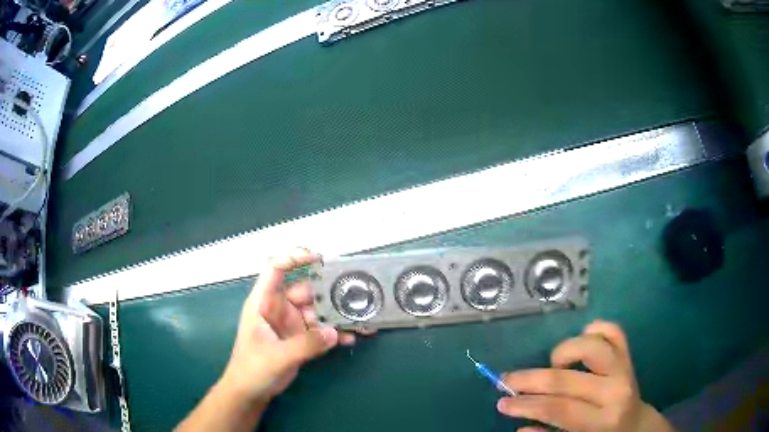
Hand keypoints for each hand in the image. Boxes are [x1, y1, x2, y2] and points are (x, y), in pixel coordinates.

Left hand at [218, 248, 360, 407]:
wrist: (250, 393)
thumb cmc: (252, 369)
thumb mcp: (277, 356)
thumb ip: (305, 344)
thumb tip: (334, 333)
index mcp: (263, 303)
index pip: (275, 269)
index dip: (293, 258)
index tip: (319, 259)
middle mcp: (279, 308)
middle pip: (305, 291)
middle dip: (328, 292)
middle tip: (354, 296)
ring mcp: (291, 324)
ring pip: (317, 311)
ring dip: (337, 315)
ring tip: (360, 318)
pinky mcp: (301, 339)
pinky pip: (321, 331)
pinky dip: (335, 333)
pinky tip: (351, 338)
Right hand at [497, 320, 674, 431]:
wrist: (635, 425)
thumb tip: (519, 426)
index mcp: (601, 420)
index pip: (558, 409)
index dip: (526, 405)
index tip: (502, 402)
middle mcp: (615, 391)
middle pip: (567, 379)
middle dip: (530, 379)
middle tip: (507, 380)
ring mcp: (624, 368)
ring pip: (593, 346)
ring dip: (565, 350)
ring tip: (552, 364)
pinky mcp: (628, 355)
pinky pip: (613, 331)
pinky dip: (595, 329)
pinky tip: (581, 340)